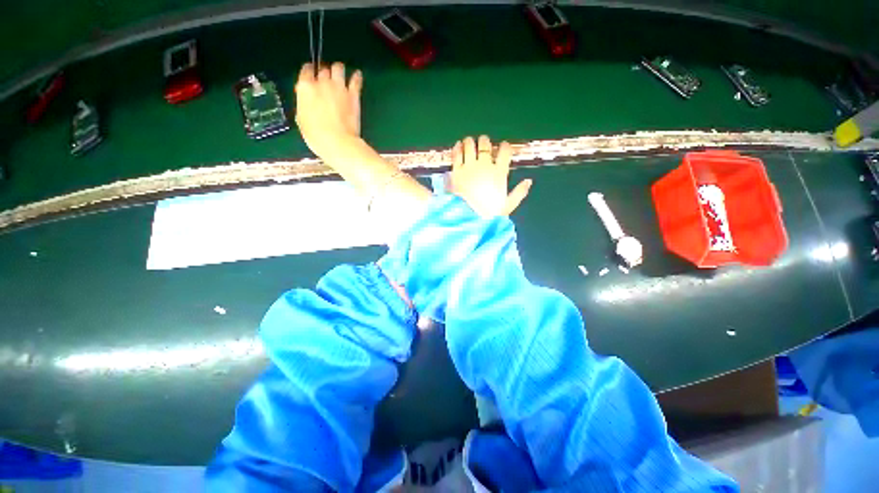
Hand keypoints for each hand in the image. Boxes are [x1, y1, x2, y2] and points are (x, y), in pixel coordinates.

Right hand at [294, 62, 363, 158]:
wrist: (339, 143)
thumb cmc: (317, 136)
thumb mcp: (302, 121)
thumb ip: (304, 105)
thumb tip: (306, 102)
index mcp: (305, 88)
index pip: (305, 71)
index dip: (308, 74)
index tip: (311, 78)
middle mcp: (322, 83)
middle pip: (322, 69)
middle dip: (324, 74)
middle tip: (326, 83)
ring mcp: (339, 87)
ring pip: (338, 68)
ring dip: (338, 70)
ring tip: (339, 76)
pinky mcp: (353, 95)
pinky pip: (356, 80)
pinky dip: (356, 77)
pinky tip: (357, 75)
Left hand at [448, 136, 531, 217]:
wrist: (468, 218)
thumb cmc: (489, 214)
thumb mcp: (508, 205)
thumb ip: (519, 192)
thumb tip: (529, 181)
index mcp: (499, 173)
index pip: (505, 152)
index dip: (505, 146)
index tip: (503, 146)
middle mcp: (484, 166)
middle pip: (485, 145)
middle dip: (485, 142)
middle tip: (483, 143)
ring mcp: (469, 167)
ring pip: (470, 145)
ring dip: (470, 142)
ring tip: (469, 142)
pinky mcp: (456, 171)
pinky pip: (457, 154)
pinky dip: (458, 147)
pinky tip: (458, 145)